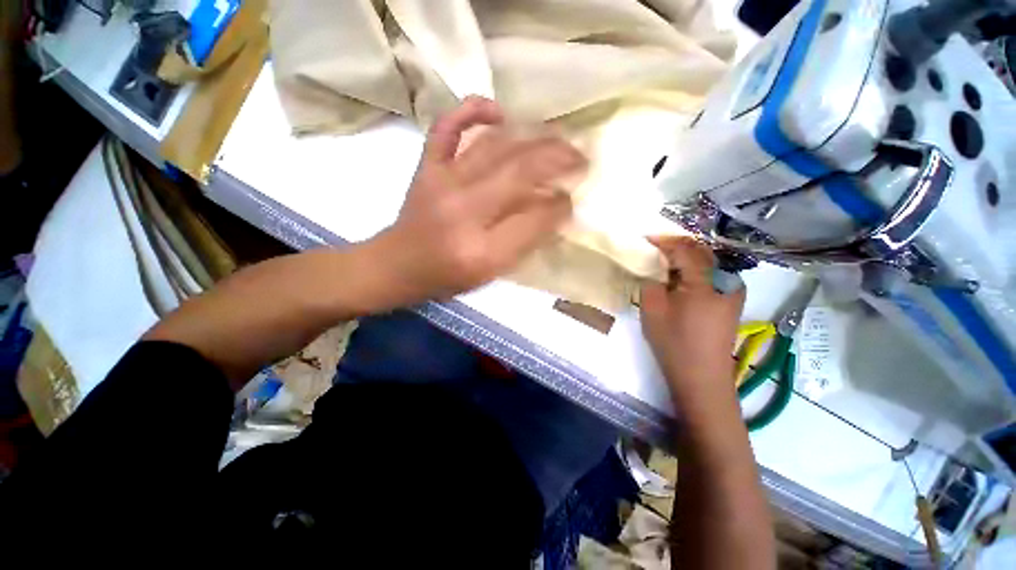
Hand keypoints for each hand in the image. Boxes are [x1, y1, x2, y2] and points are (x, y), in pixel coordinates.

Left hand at [368, 96, 586, 304]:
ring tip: (556, 139)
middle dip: (559, 160)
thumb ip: (524, 242)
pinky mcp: (427, 167)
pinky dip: (472, 110)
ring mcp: (442, 181)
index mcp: (481, 250)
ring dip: (533, 137)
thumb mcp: (492, 272)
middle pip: (519, 172)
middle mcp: (463, 210)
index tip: (573, 198)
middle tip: (581, 158)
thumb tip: (555, 208)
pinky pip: (447, 127)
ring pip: (495, 146)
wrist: (398, 265)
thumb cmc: (448, 276)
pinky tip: (498, 113)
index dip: (560, 206)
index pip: (534, 219)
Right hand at [640, 237, 744, 400]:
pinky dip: (695, 271)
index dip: (665, 240)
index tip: (646, 238)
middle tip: (655, 248)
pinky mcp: (731, 303)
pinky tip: (681, 279)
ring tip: (665, 262)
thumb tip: (655, 271)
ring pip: (708, 264)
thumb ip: (651, 282)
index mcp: (707, 281)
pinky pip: (712, 277)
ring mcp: (733, 292)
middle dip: (677, 246)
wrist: (701, 376)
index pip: (686, 249)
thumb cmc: (674, 341)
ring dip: (687, 258)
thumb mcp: (653, 308)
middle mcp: (727, 281)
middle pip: (701, 252)